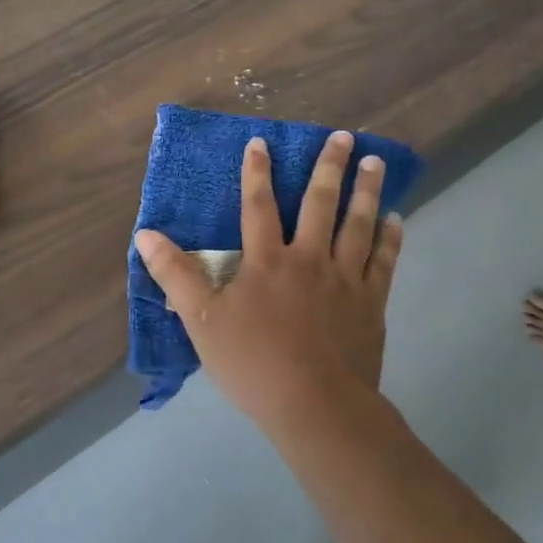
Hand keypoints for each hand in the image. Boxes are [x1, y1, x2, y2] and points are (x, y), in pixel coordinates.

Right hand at [135, 131, 402, 429]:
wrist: (315, 405)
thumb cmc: (253, 363)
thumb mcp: (202, 320)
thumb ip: (175, 275)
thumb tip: (146, 235)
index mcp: (267, 261)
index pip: (257, 206)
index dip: (256, 172)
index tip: (261, 142)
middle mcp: (309, 259)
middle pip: (320, 204)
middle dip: (329, 167)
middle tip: (342, 137)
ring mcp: (345, 279)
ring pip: (358, 224)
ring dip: (367, 190)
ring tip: (376, 162)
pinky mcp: (370, 303)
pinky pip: (383, 261)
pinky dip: (391, 238)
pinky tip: (397, 219)